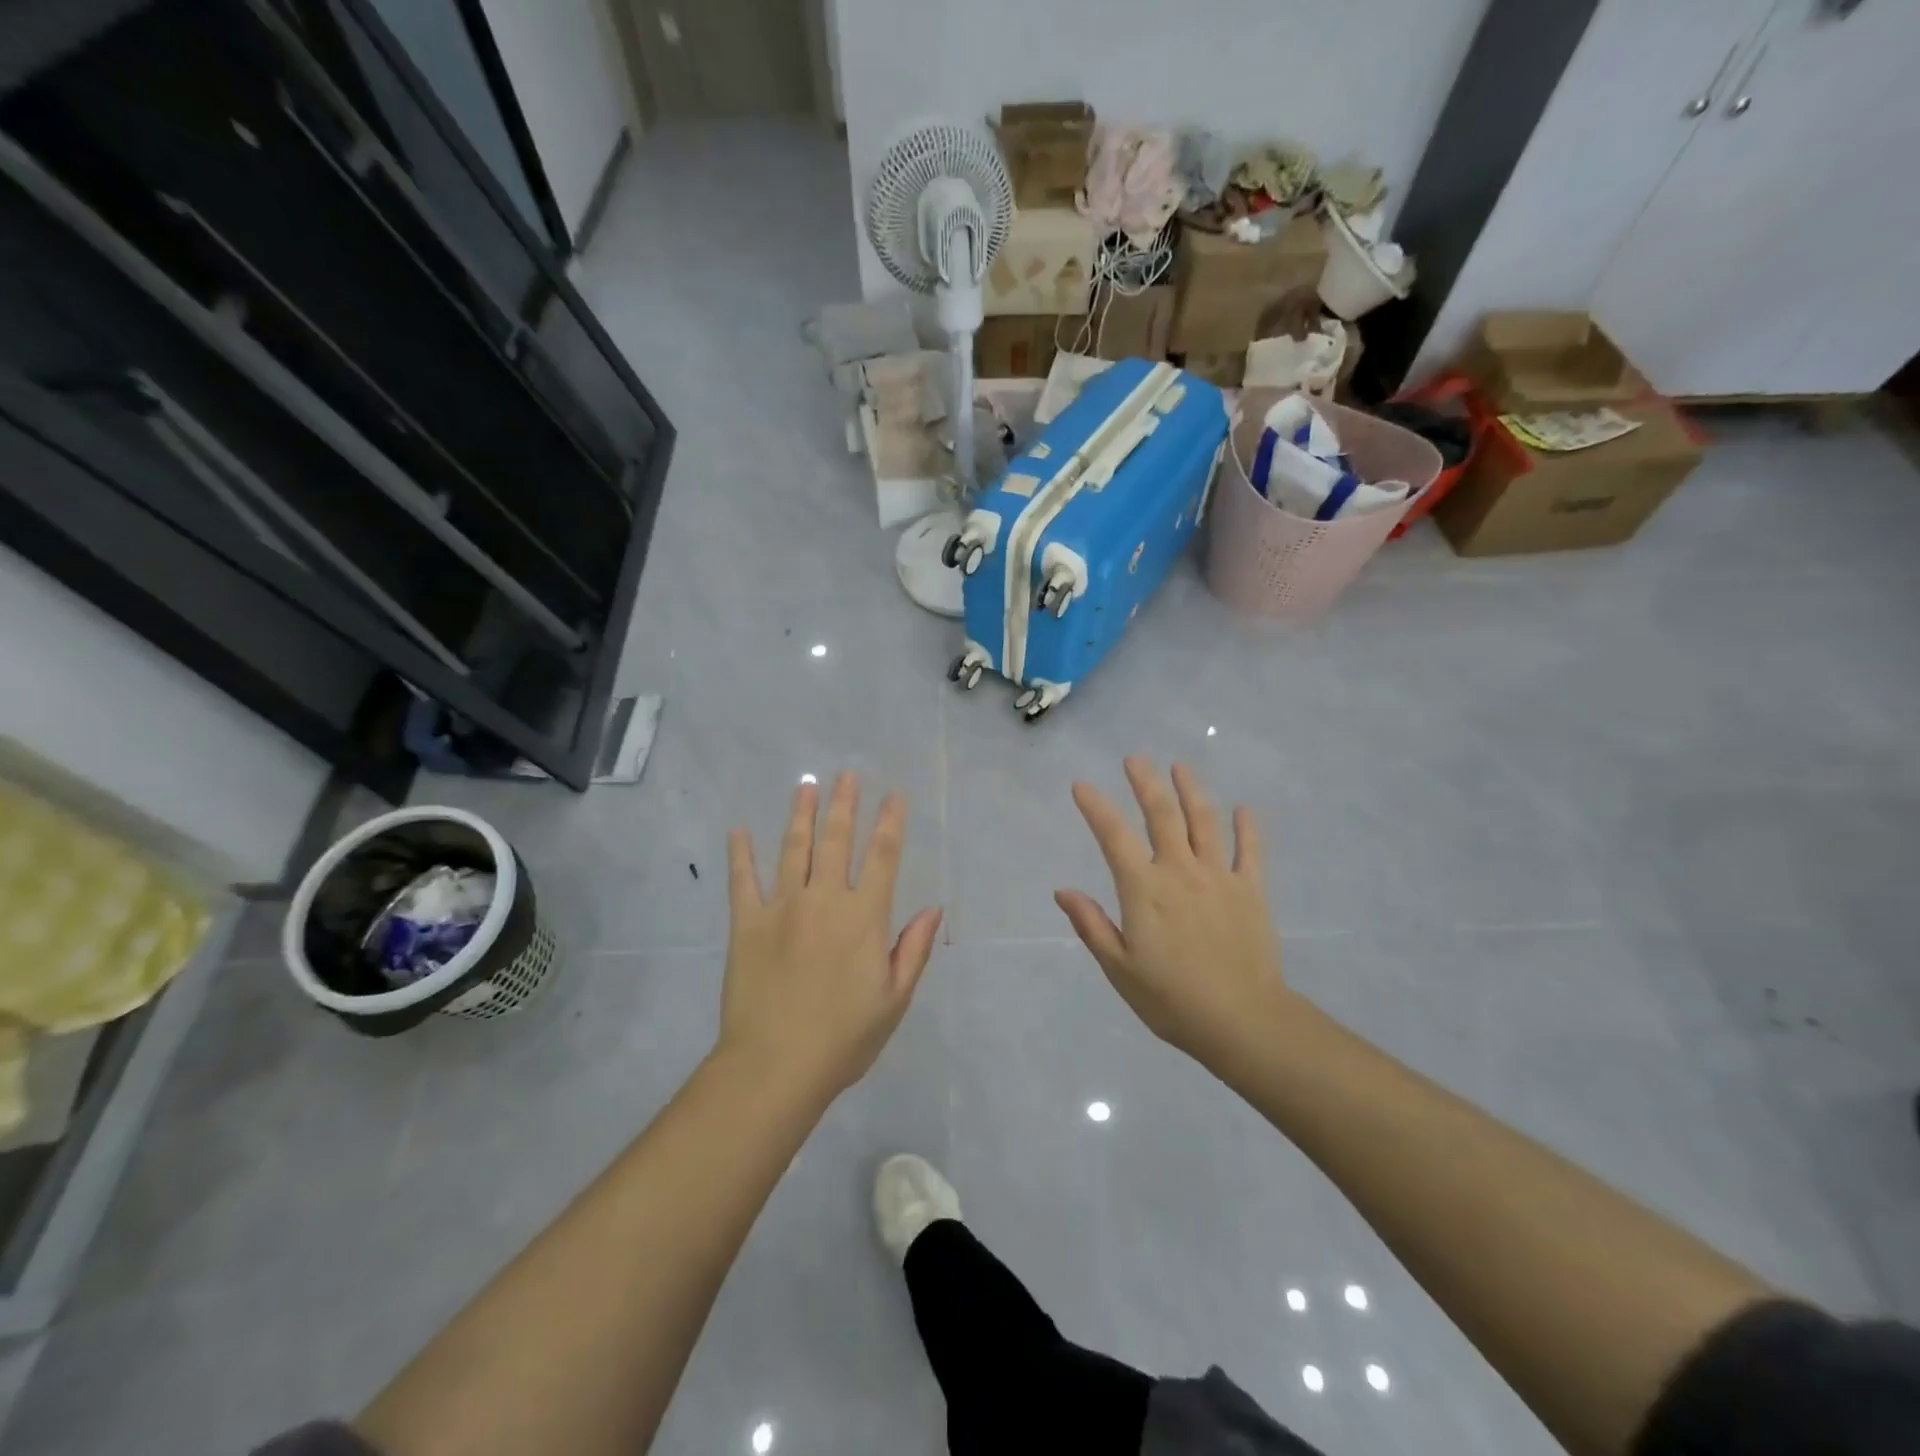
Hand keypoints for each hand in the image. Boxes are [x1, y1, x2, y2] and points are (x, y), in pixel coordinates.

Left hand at [720, 773, 942, 1099]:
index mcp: (863, 918)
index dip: (890, 822)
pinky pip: (742, 881)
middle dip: (844, 804)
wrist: (775, 1067)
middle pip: (836, 841)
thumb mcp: (894, 1000)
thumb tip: (933, 909)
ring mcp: (782, 908)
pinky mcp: (746, 924)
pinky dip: (740, 855)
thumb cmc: (844, 1039)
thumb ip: (913, 949)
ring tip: (805, 784)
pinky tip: (738, 831)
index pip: (882, 857)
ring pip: (793, 849)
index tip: (894, 795)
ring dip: (801, 814)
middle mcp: (824, 900)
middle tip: (846, 774)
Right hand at [1055, 758, 1289, 1066]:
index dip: (1096, 808)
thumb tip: (1063, 890)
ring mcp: (1220, 877)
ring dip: (1191, 790)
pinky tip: (1243, 809)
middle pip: (1162, 815)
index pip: (1114, 837)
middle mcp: (1181, 872)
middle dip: (1146, 783)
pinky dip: (1247, 827)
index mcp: (1144, 890)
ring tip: (1180, 767)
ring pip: (1205, 822)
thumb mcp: (1119, 968)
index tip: (1082, 785)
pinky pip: (1250, 851)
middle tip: (1135, 759)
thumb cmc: (1172, 1000)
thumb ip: (1092, 925)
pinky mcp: (1252, 891)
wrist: (1243, 1022)